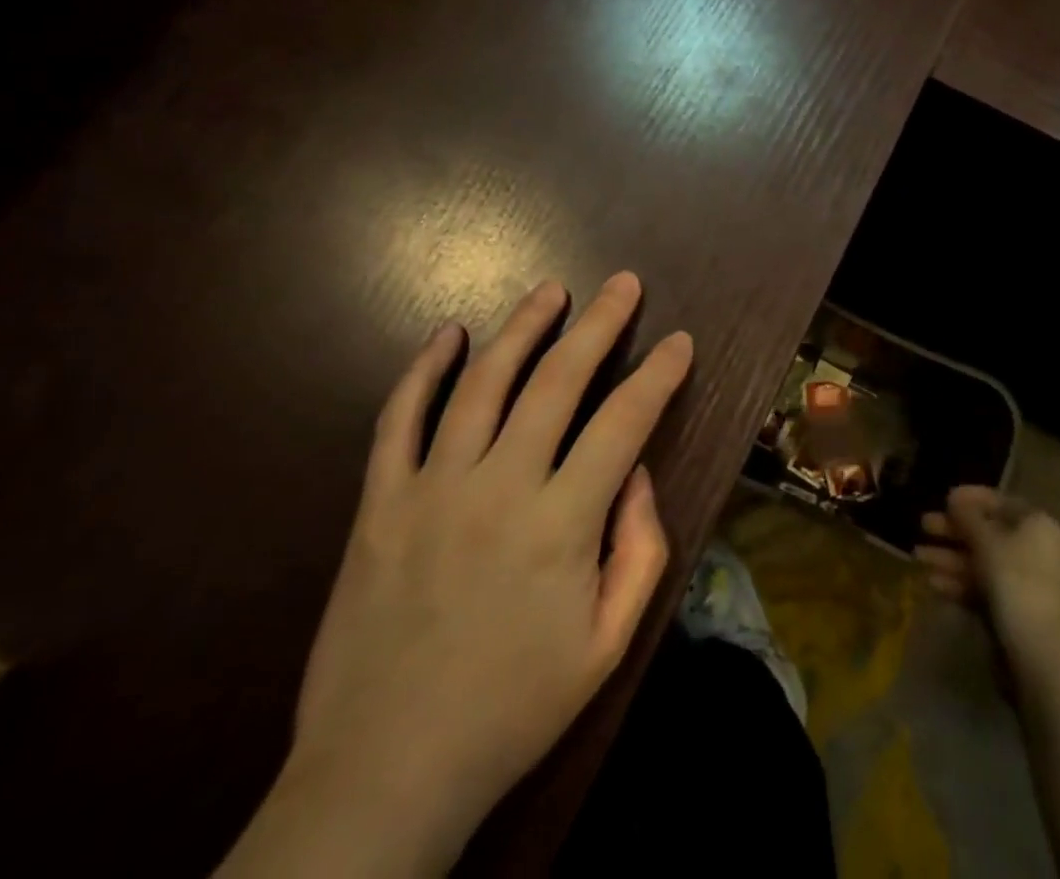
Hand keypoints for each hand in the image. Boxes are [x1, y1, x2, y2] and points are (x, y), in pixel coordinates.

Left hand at [223, 272, 691, 878]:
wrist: (382, 774)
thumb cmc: (511, 710)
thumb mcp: (607, 647)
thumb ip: (639, 551)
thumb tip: (637, 473)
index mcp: (561, 525)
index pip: (624, 423)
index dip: (658, 375)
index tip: (680, 341)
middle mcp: (500, 487)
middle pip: (558, 381)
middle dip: (599, 325)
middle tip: (624, 284)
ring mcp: (432, 489)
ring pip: (483, 382)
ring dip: (522, 328)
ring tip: (551, 291)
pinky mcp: (379, 503)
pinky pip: (398, 419)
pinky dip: (422, 369)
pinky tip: (447, 334)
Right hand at [917, 486, 1059, 657]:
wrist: (1036, 650)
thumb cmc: (1013, 579)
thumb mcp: (985, 540)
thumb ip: (967, 516)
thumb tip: (955, 498)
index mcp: (1039, 526)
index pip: (1002, 503)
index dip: (971, 498)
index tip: (944, 498)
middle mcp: (1038, 551)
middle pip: (989, 533)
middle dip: (953, 531)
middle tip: (924, 525)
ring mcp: (1028, 584)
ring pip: (984, 563)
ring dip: (950, 558)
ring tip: (917, 557)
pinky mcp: (1017, 612)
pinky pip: (986, 588)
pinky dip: (961, 583)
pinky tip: (932, 583)